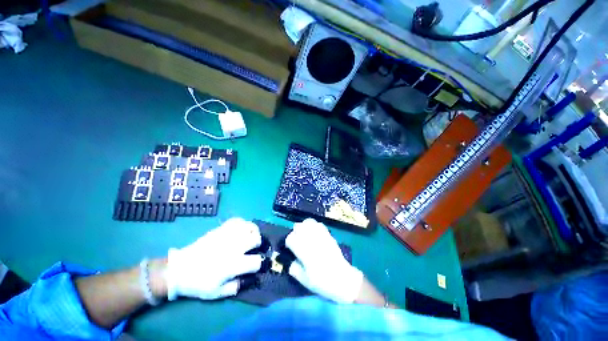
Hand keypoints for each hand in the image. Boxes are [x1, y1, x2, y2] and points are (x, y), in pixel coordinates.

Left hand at [166, 218, 262, 299]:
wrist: (179, 269)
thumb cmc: (198, 283)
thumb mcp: (216, 293)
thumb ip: (235, 287)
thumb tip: (249, 279)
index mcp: (233, 265)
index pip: (256, 261)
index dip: (260, 263)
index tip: (258, 264)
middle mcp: (233, 247)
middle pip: (256, 239)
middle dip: (259, 244)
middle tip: (254, 248)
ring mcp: (227, 236)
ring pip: (249, 227)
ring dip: (253, 231)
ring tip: (251, 236)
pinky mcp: (221, 229)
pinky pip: (237, 220)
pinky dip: (243, 223)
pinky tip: (242, 229)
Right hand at [286, 219, 362, 302]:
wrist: (343, 279)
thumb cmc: (322, 282)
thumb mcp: (304, 280)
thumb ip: (294, 269)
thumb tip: (291, 260)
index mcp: (305, 252)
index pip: (291, 238)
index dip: (288, 243)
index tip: (290, 248)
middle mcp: (312, 240)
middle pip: (298, 226)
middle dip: (295, 233)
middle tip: (297, 241)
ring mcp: (321, 236)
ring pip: (308, 222)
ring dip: (304, 227)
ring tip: (304, 235)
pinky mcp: (328, 235)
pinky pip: (319, 224)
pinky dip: (314, 226)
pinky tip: (314, 233)